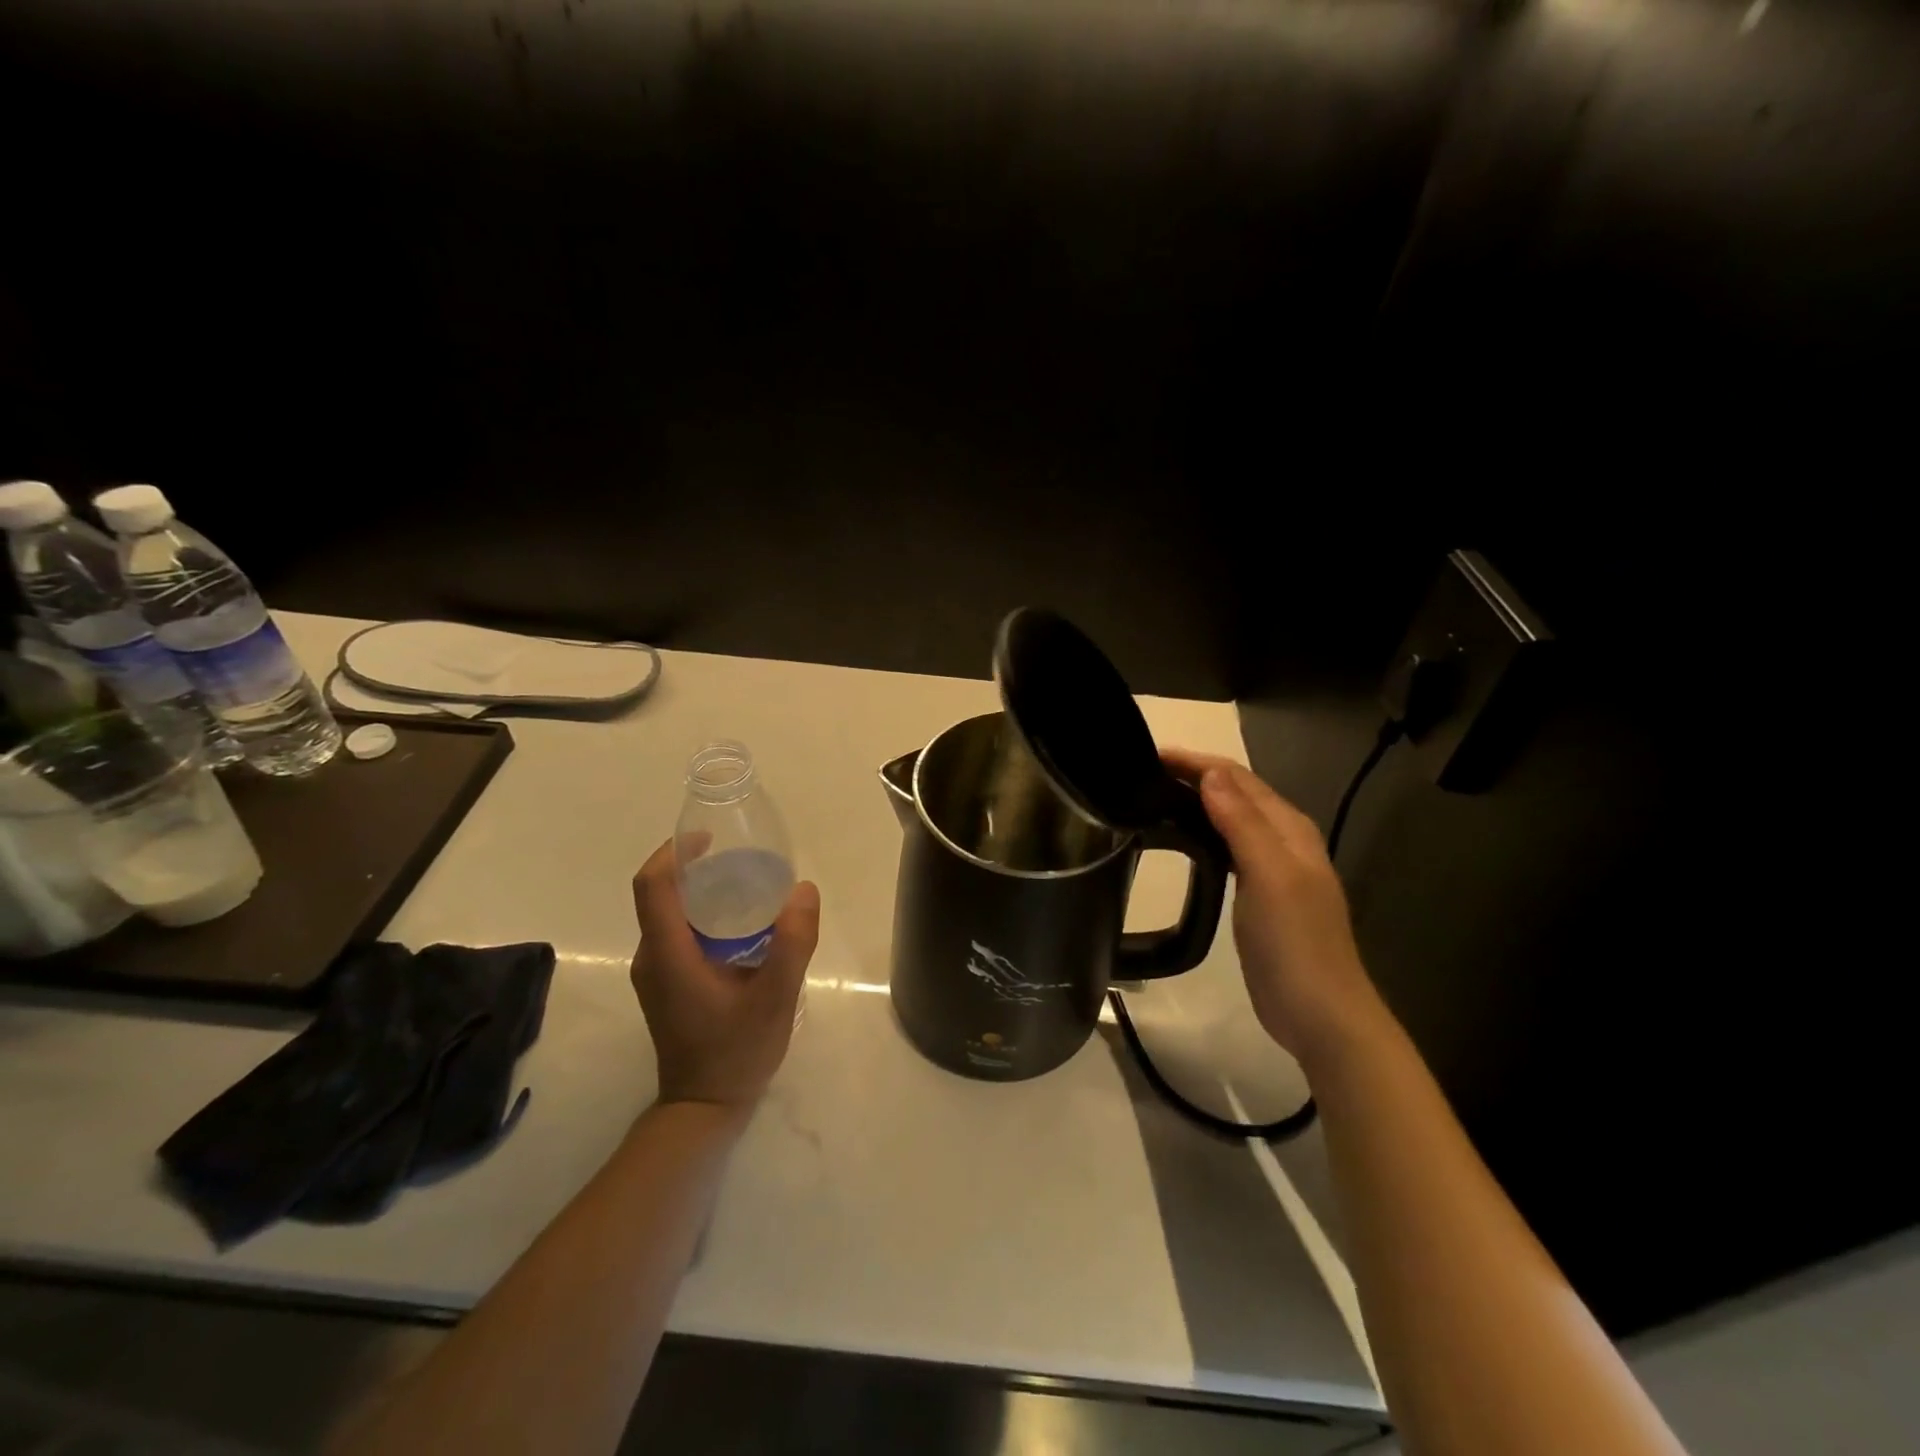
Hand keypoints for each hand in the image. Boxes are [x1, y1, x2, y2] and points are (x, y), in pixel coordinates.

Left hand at [629, 838, 820, 1113]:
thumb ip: (792, 943)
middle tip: (744, 861)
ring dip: (702, 892)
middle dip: (696, 868)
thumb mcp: (775, 998)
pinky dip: (704, 916)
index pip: (652, 885)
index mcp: (667, 954)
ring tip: (749, 888)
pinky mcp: (666, 984)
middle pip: (661, 894)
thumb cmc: (736, 1052)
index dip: (674, 852)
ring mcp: (656, 973)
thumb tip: (803, 890)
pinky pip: (678, 933)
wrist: (704, 1109)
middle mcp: (652, 958)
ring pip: (670, 914)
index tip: (709, 838)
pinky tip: (743, 927)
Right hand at [1162, 749, 1388, 1069]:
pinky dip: (1203, 834)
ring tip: (1153, 799)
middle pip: (1235, 793)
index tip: (1148, 757)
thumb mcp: (1270, 875)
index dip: (1195, 762)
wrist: (1320, 1013)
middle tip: (1142, 776)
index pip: (1237, 777)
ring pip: (1230, 819)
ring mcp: (1272, 868)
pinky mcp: (1259, 894)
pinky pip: (1227, 848)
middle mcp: (1283, 840)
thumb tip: (1210, 774)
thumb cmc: (1295, 942)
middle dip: (1193, 776)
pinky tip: (1182, 842)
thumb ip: (1243, 822)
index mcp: (1288, 828)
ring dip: (1196, 803)